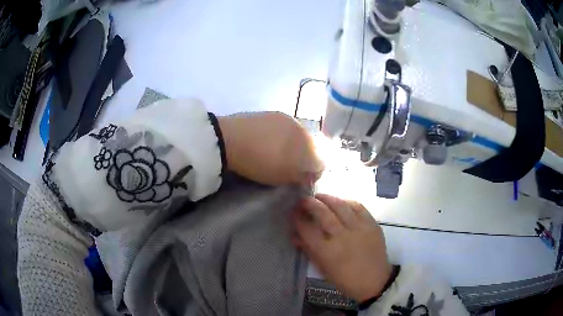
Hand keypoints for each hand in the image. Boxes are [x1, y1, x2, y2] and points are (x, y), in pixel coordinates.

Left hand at [218, 112, 323, 185]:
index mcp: (307, 142)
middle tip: (289, 169)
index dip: (313, 173)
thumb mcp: (282, 176)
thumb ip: (301, 176)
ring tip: (276, 156)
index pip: (319, 160)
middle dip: (303, 158)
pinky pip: (281, 129)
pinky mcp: (268, 113)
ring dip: (291, 147)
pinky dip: (279, 138)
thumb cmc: (259, 161)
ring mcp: (284, 117)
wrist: (228, 139)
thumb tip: (310, 175)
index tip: (302, 180)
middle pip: (309, 146)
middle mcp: (300, 126)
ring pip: (295, 136)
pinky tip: (266, 144)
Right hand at [293, 194, 391, 301]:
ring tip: (319, 196)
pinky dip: (347, 202)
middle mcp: (342, 236)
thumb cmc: (346, 279)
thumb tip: (294, 236)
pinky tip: (341, 202)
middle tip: (303, 200)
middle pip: (323, 213)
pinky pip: (358, 207)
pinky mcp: (372, 224)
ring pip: (340, 206)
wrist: (375, 281)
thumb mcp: (323, 269)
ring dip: (327, 198)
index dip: (297, 218)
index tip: (293, 212)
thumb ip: (309, 250)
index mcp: (328, 251)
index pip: (307, 229)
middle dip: (310, 203)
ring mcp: (359, 228)